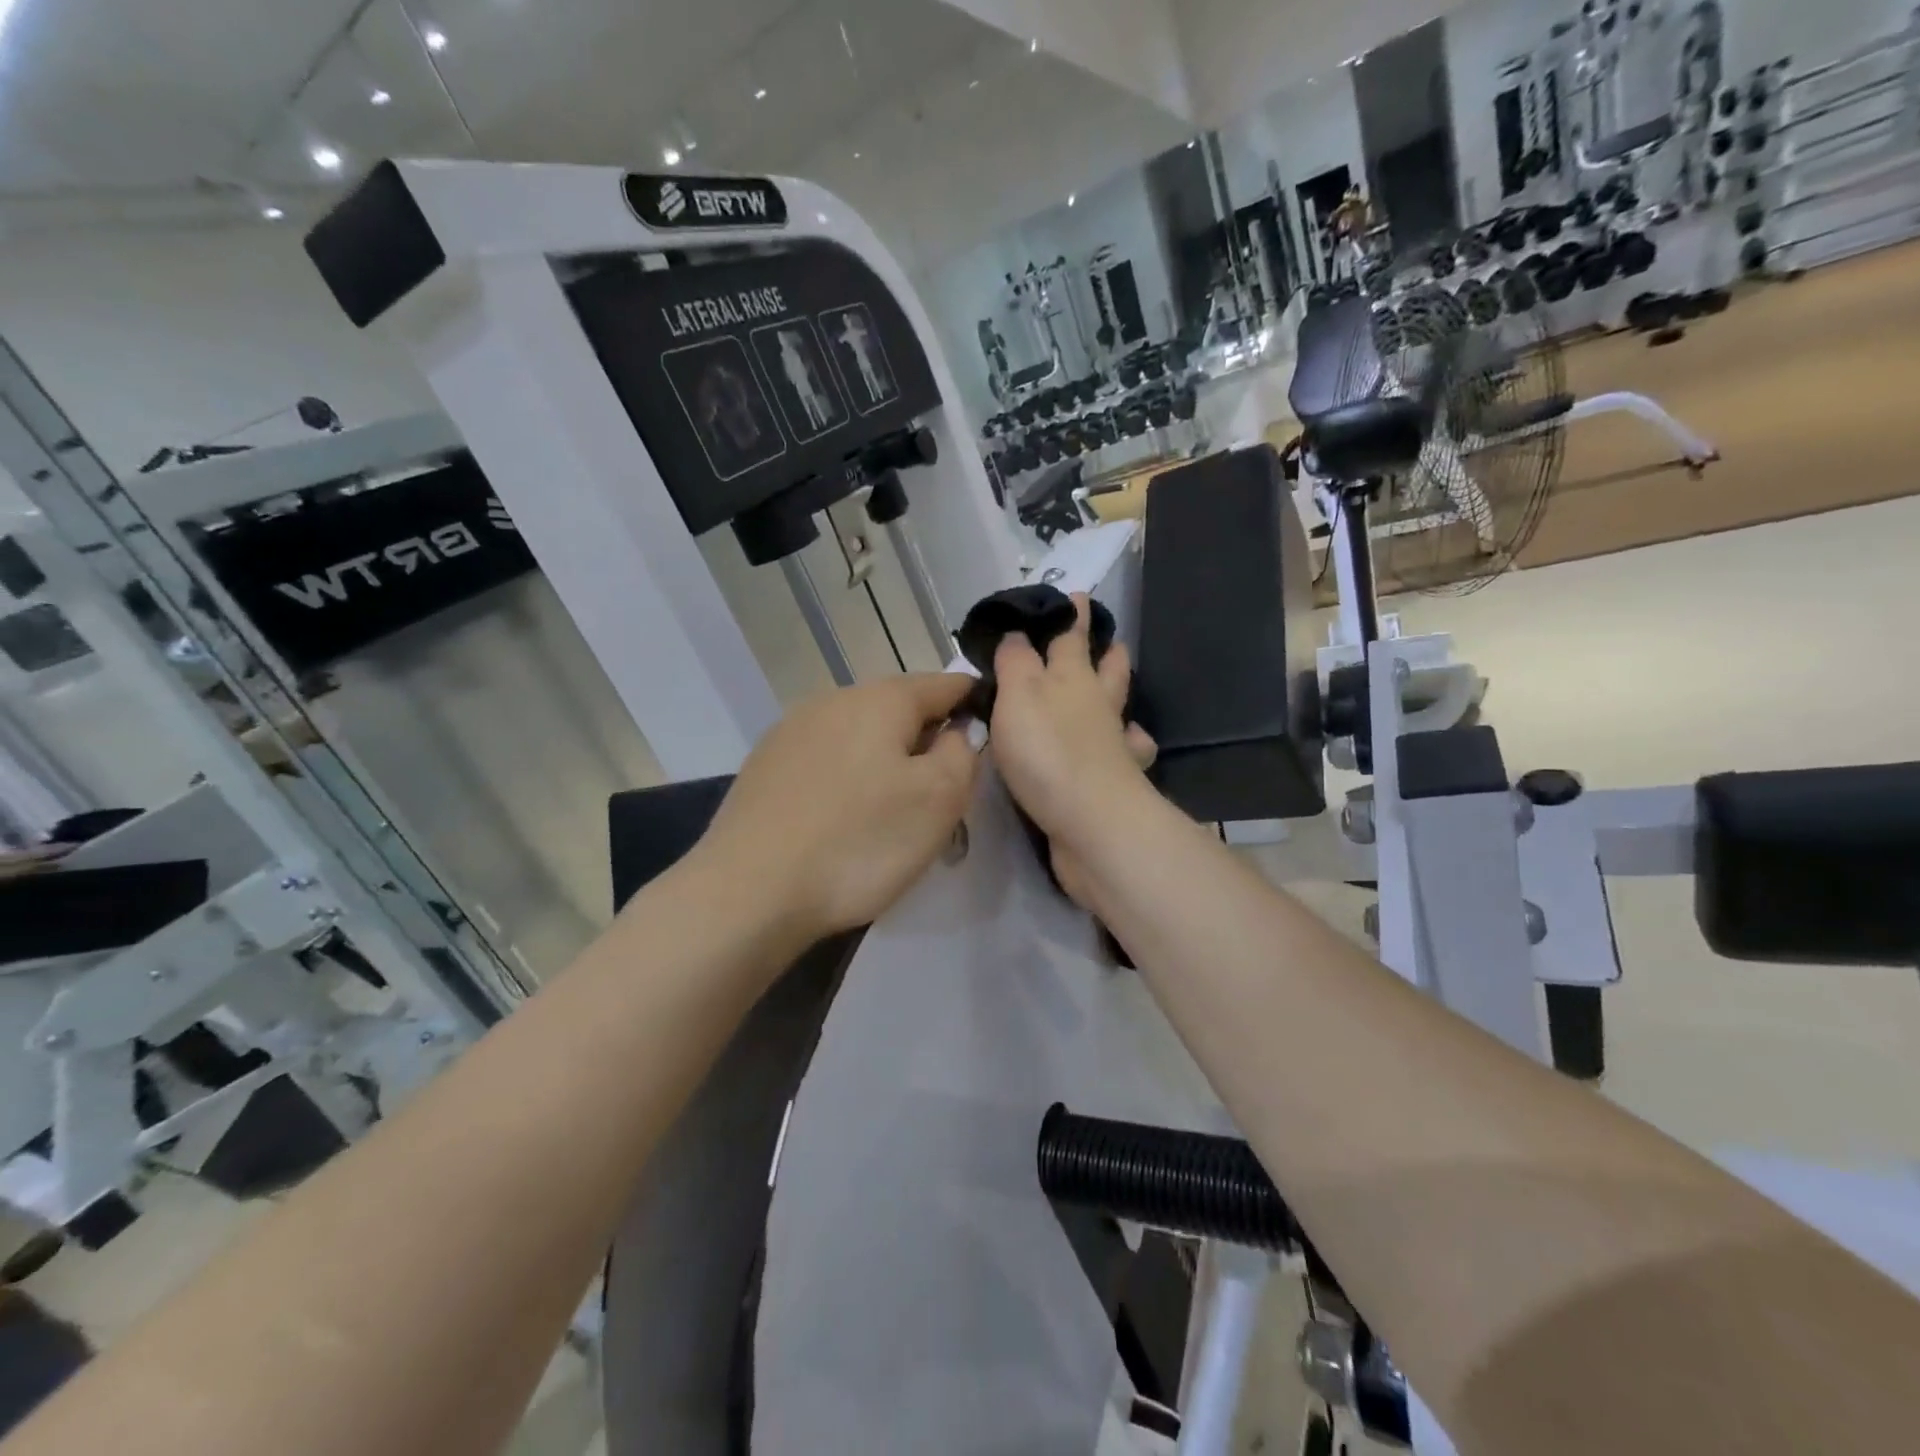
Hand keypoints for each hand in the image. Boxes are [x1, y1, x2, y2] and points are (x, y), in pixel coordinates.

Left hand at [697, 673, 980, 940]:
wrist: (748, 892)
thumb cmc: (858, 842)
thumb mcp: (938, 800)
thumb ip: (962, 753)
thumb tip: (959, 730)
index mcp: (881, 698)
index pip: (946, 683)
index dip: (974, 704)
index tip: (989, 736)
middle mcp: (833, 699)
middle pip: (899, 708)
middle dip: (926, 739)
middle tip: (942, 791)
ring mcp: (791, 730)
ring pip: (859, 734)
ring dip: (884, 760)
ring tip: (891, 811)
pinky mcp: (764, 765)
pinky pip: (825, 760)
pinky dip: (846, 779)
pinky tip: (842, 819)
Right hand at [989, 597, 1155, 902]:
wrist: (1090, 821)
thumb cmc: (1047, 750)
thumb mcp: (1018, 694)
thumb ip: (1015, 661)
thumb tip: (1017, 633)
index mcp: (1071, 677)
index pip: (1070, 636)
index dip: (1071, 615)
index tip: (1076, 596)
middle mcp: (1097, 704)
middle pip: (1106, 668)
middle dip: (1104, 649)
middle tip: (1107, 637)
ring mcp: (1112, 743)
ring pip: (1118, 707)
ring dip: (1117, 691)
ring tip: (1114, 685)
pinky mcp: (1114, 779)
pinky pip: (1125, 752)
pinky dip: (1126, 743)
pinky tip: (1123, 745)